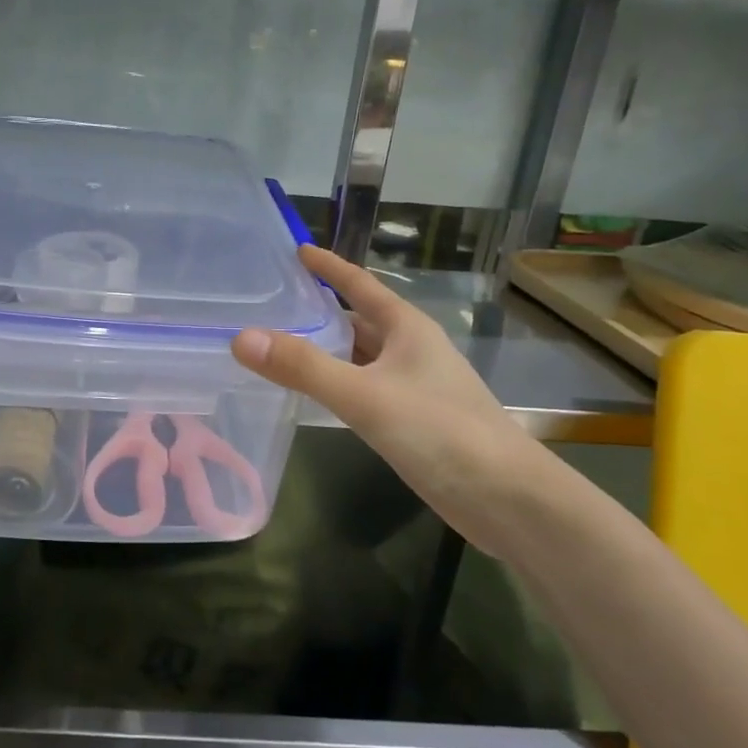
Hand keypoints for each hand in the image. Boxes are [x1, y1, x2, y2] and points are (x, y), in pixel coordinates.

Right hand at [232, 246, 537, 546]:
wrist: (505, 497)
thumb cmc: (439, 432)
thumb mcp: (364, 396)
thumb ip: (304, 367)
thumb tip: (242, 338)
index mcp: (407, 328)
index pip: (360, 284)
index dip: (329, 267)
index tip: (297, 250)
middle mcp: (411, 349)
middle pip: (358, 320)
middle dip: (319, 311)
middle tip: (270, 304)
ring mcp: (414, 386)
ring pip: (360, 357)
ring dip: (326, 350)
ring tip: (278, 344)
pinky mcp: (412, 420)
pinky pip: (364, 388)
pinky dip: (337, 384)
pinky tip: (313, 394)